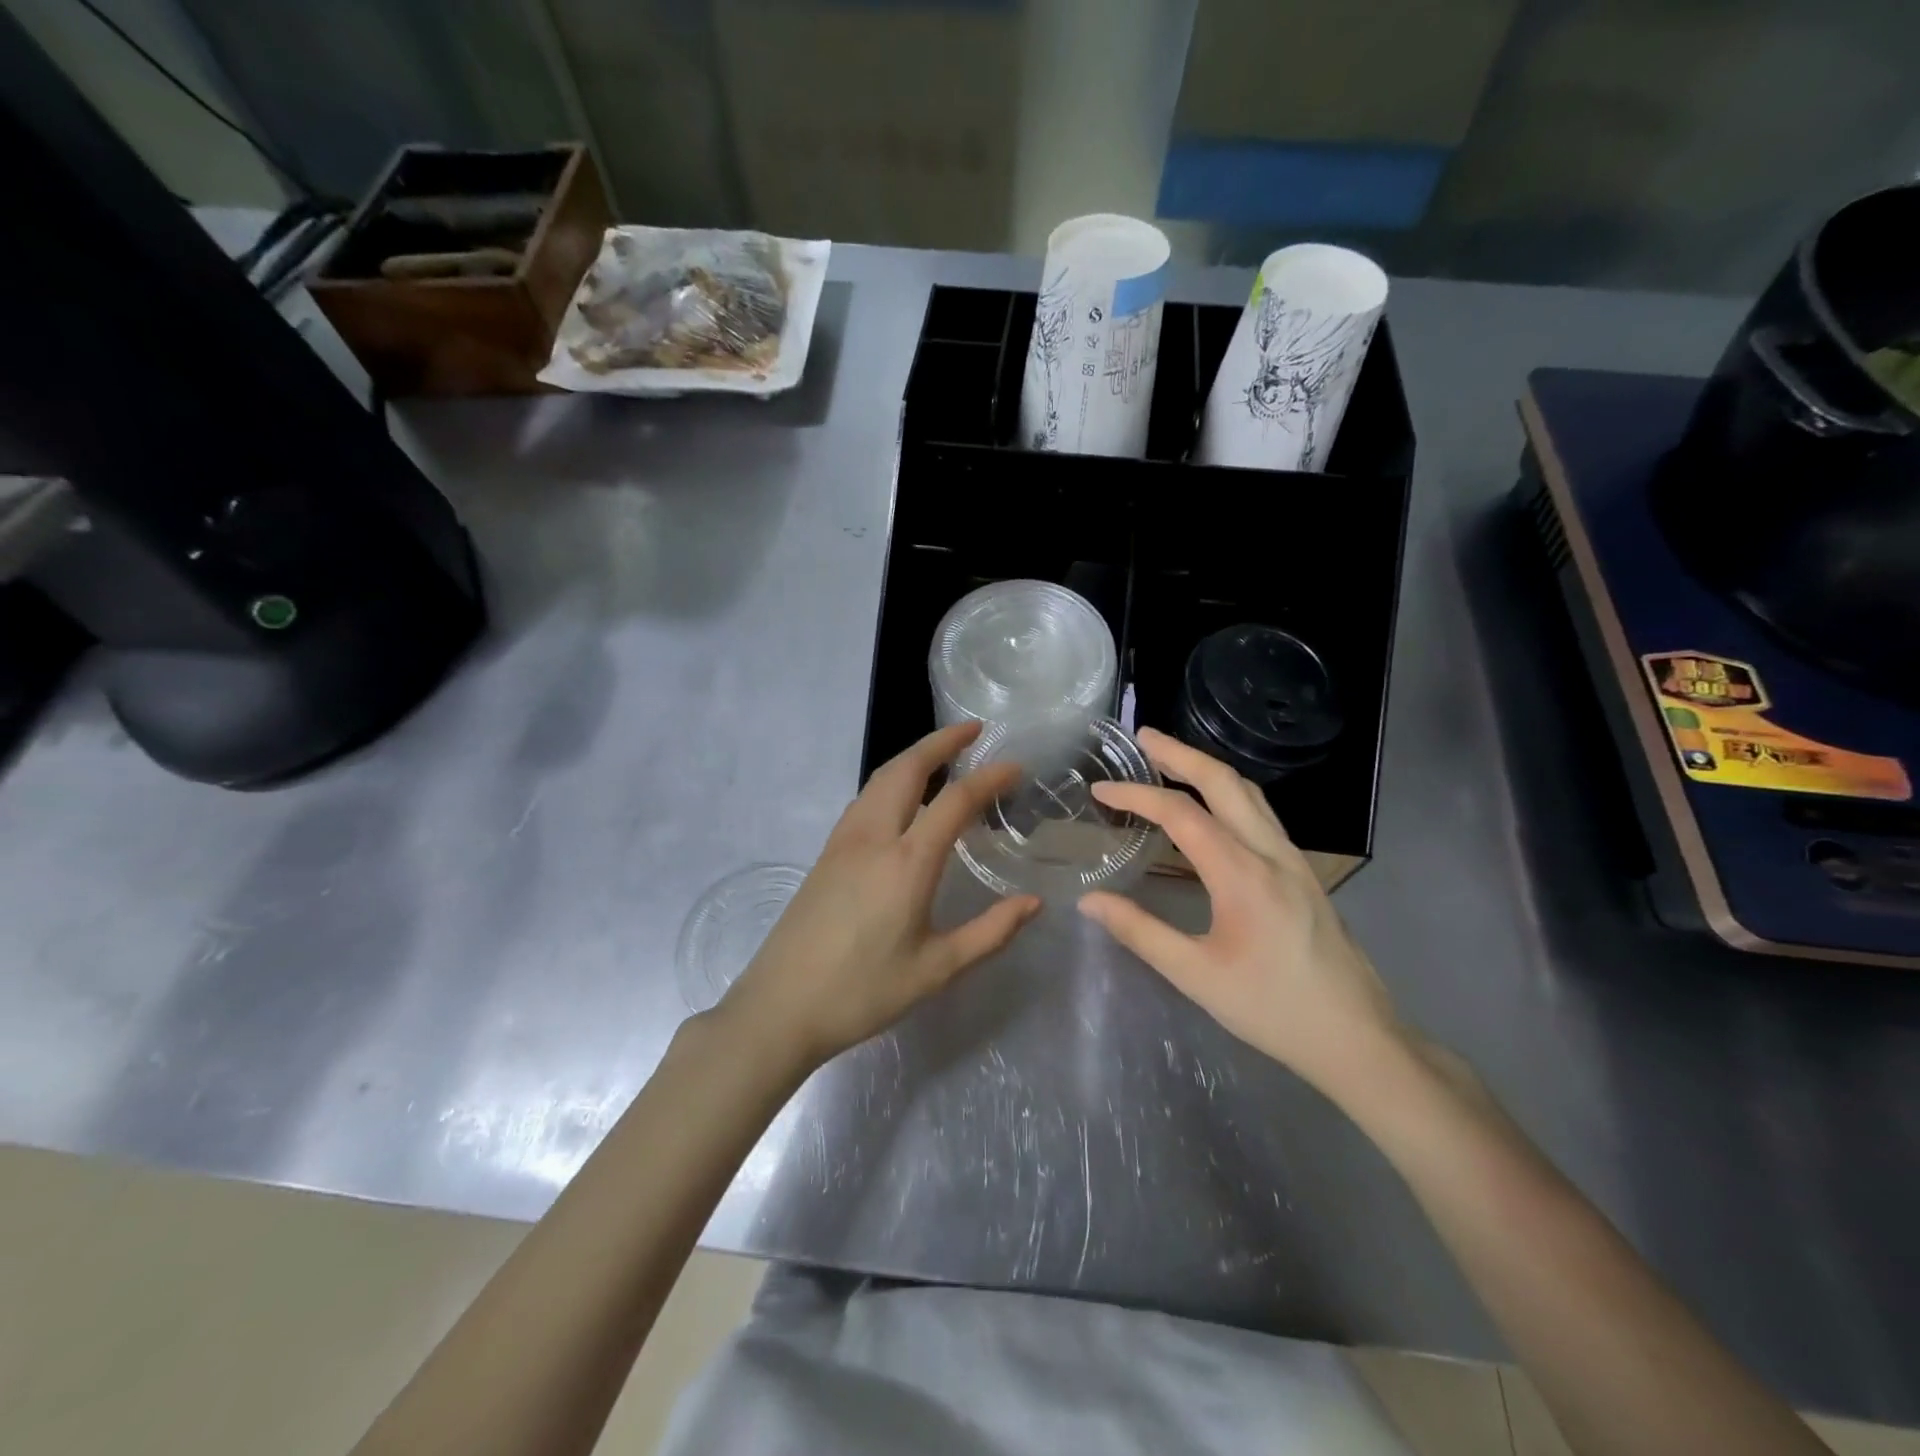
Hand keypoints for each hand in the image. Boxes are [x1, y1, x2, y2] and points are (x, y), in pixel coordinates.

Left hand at [717, 722, 1040, 1075]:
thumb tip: (1033, 903)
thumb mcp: (937, 969)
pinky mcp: (825, 854)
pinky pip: (864, 799)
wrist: (780, 1007)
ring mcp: (843, 842)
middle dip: (941, 742)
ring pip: (880, 780)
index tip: (1015, 766)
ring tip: (941, 755)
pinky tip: (901, 798)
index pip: (955, 801)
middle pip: (907, 769)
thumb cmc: (863, 992)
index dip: (989, 778)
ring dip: (913, 757)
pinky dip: (891, 780)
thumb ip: (990, 932)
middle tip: (973, 731)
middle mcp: (873, 838)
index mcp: (907, 863)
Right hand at [1077, 727, 1404, 1101]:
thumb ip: (1140, 932)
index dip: (1137, 795)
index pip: (1182, 814)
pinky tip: (1213, 808)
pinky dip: (1228, 794)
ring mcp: (1294, 860)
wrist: (1357, 1039)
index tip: (1101, 790)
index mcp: (1243, 874)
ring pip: (1250, 794)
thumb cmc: (1272, 1010)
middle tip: (1143, 737)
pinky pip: (1261, 814)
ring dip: (1208, 769)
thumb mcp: (1196, 976)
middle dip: (1181, 753)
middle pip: (1225, 782)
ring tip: (1172, 760)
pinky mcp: (1303, 873)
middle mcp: (1271, 853)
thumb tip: (1089, 900)